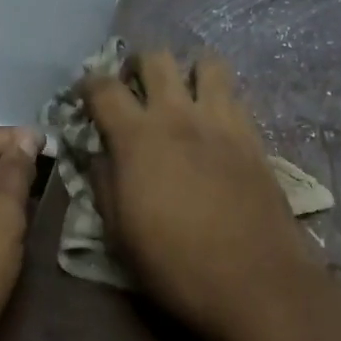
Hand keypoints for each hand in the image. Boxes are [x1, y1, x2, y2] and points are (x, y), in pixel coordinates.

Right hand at [83, 50, 319, 340]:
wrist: (256, 283)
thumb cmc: (176, 265)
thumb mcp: (119, 233)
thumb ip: (104, 182)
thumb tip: (99, 154)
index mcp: (137, 137)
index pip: (103, 87)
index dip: (88, 84)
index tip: (85, 95)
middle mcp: (177, 115)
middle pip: (155, 57)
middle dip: (138, 65)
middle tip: (134, 89)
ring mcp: (220, 121)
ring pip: (205, 62)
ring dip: (187, 71)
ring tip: (181, 95)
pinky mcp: (253, 135)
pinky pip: (234, 94)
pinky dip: (219, 96)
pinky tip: (213, 123)